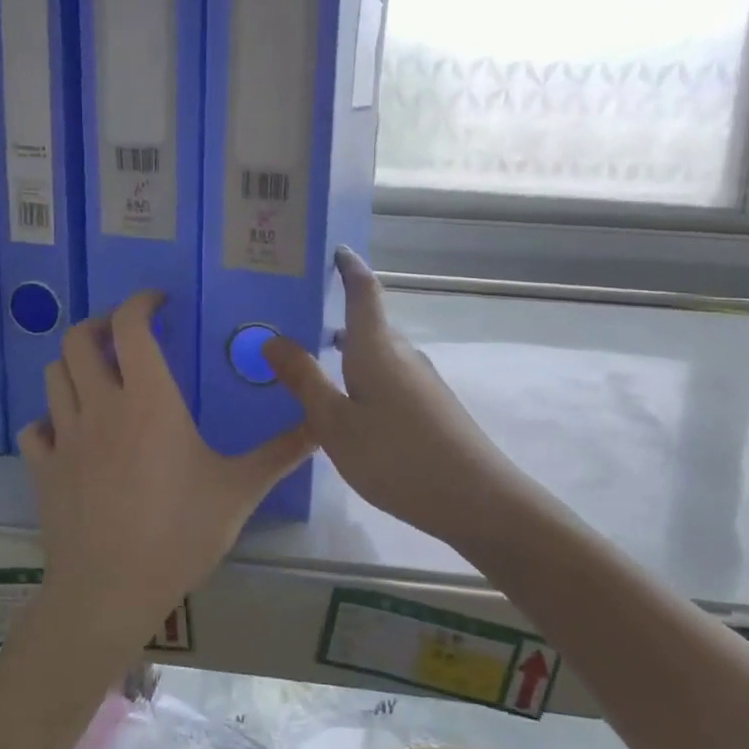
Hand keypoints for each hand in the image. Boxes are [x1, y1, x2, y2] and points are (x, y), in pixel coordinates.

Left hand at [19, 291, 313, 655]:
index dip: (140, 302)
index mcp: (149, 400)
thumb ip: (281, 452)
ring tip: (101, 376)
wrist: (110, 592)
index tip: (160, 302)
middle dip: (99, 324)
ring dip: (73, 364)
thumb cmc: (179, 533)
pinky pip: (35, 429)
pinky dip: (50, 419)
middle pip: (77, 340)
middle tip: (126, 335)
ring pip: (53, 376)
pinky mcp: (43, 470)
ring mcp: (65, 438)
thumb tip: (322, 426)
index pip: (130, 327)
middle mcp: (100, 406)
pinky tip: (71, 432)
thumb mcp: (239, 490)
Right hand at [264, 250, 536, 551]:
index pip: (363, 290)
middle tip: (293, 322)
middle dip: (335, 316)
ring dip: (347, 351)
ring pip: (377, 353)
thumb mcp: (336, 423)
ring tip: (311, 365)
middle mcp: (402, 354)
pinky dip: (363, 376)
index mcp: (376, 347)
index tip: (333, 249)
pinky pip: (389, 376)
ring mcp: (421, 380)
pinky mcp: (431, 405)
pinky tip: (348, 405)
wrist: (475, 498)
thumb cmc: (396, 457)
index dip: (349, 267)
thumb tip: (272, 338)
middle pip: (368, 323)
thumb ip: (304, 380)